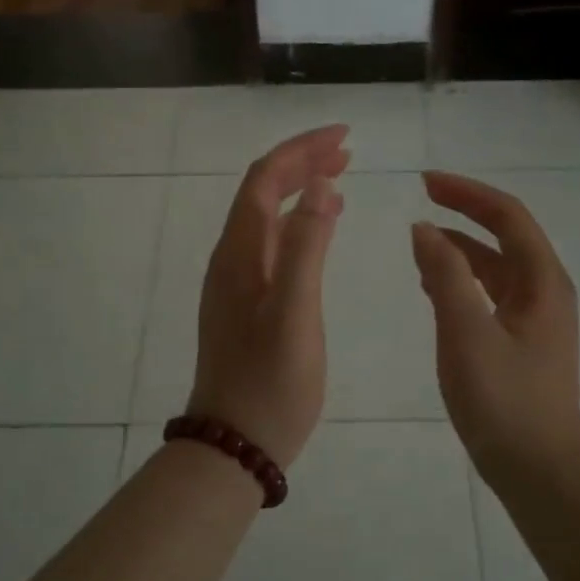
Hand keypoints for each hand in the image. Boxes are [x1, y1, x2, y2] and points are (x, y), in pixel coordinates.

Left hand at [186, 125, 348, 467]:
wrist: (234, 444)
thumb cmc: (270, 383)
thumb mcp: (294, 314)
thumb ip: (306, 247)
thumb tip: (322, 185)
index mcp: (240, 252)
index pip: (265, 179)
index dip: (301, 150)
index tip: (344, 136)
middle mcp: (232, 258)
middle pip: (262, 191)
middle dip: (302, 162)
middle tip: (347, 151)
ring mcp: (236, 281)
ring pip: (267, 216)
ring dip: (300, 188)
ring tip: (339, 176)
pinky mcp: (246, 302)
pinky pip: (271, 243)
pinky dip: (298, 221)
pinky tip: (320, 229)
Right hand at [411, 172, 579, 483]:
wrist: (539, 472)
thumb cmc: (505, 401)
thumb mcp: (466, 333)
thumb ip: (444, 276)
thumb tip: (423, 228)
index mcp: (543, 281)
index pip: (508, 216)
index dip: (467, 192)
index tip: (425, 181)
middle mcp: (546, 291)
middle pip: (506, 235)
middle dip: (465, 212)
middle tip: (422, 198)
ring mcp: (537, 319)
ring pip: (497, 266)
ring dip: (461, 247)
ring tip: (419, 241)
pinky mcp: (523, 342)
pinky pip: (491, 294)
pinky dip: (463, 279)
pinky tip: (435, 287)